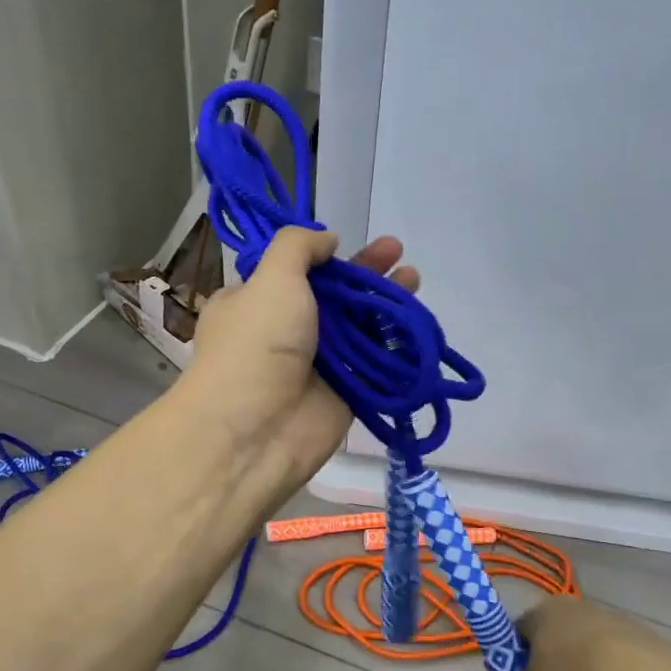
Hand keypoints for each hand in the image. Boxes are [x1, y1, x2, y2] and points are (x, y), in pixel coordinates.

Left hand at [183, 227, 418, 484]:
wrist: (256, 430)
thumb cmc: (256, 345)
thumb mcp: (271, 278)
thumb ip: (298, 247)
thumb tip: (327, 240)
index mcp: (254, 302)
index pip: (292, 272)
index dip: (323, 257)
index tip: (346, 243)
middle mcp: (284, 331)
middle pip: (333, 295)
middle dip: (365, 272)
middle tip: (398, 251)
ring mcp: (317, 363)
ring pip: (358, 326)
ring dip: (385, 302)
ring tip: (413, 277)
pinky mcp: (345, 391)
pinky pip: (374, 362)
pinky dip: (395, 343)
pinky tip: (416, 322)